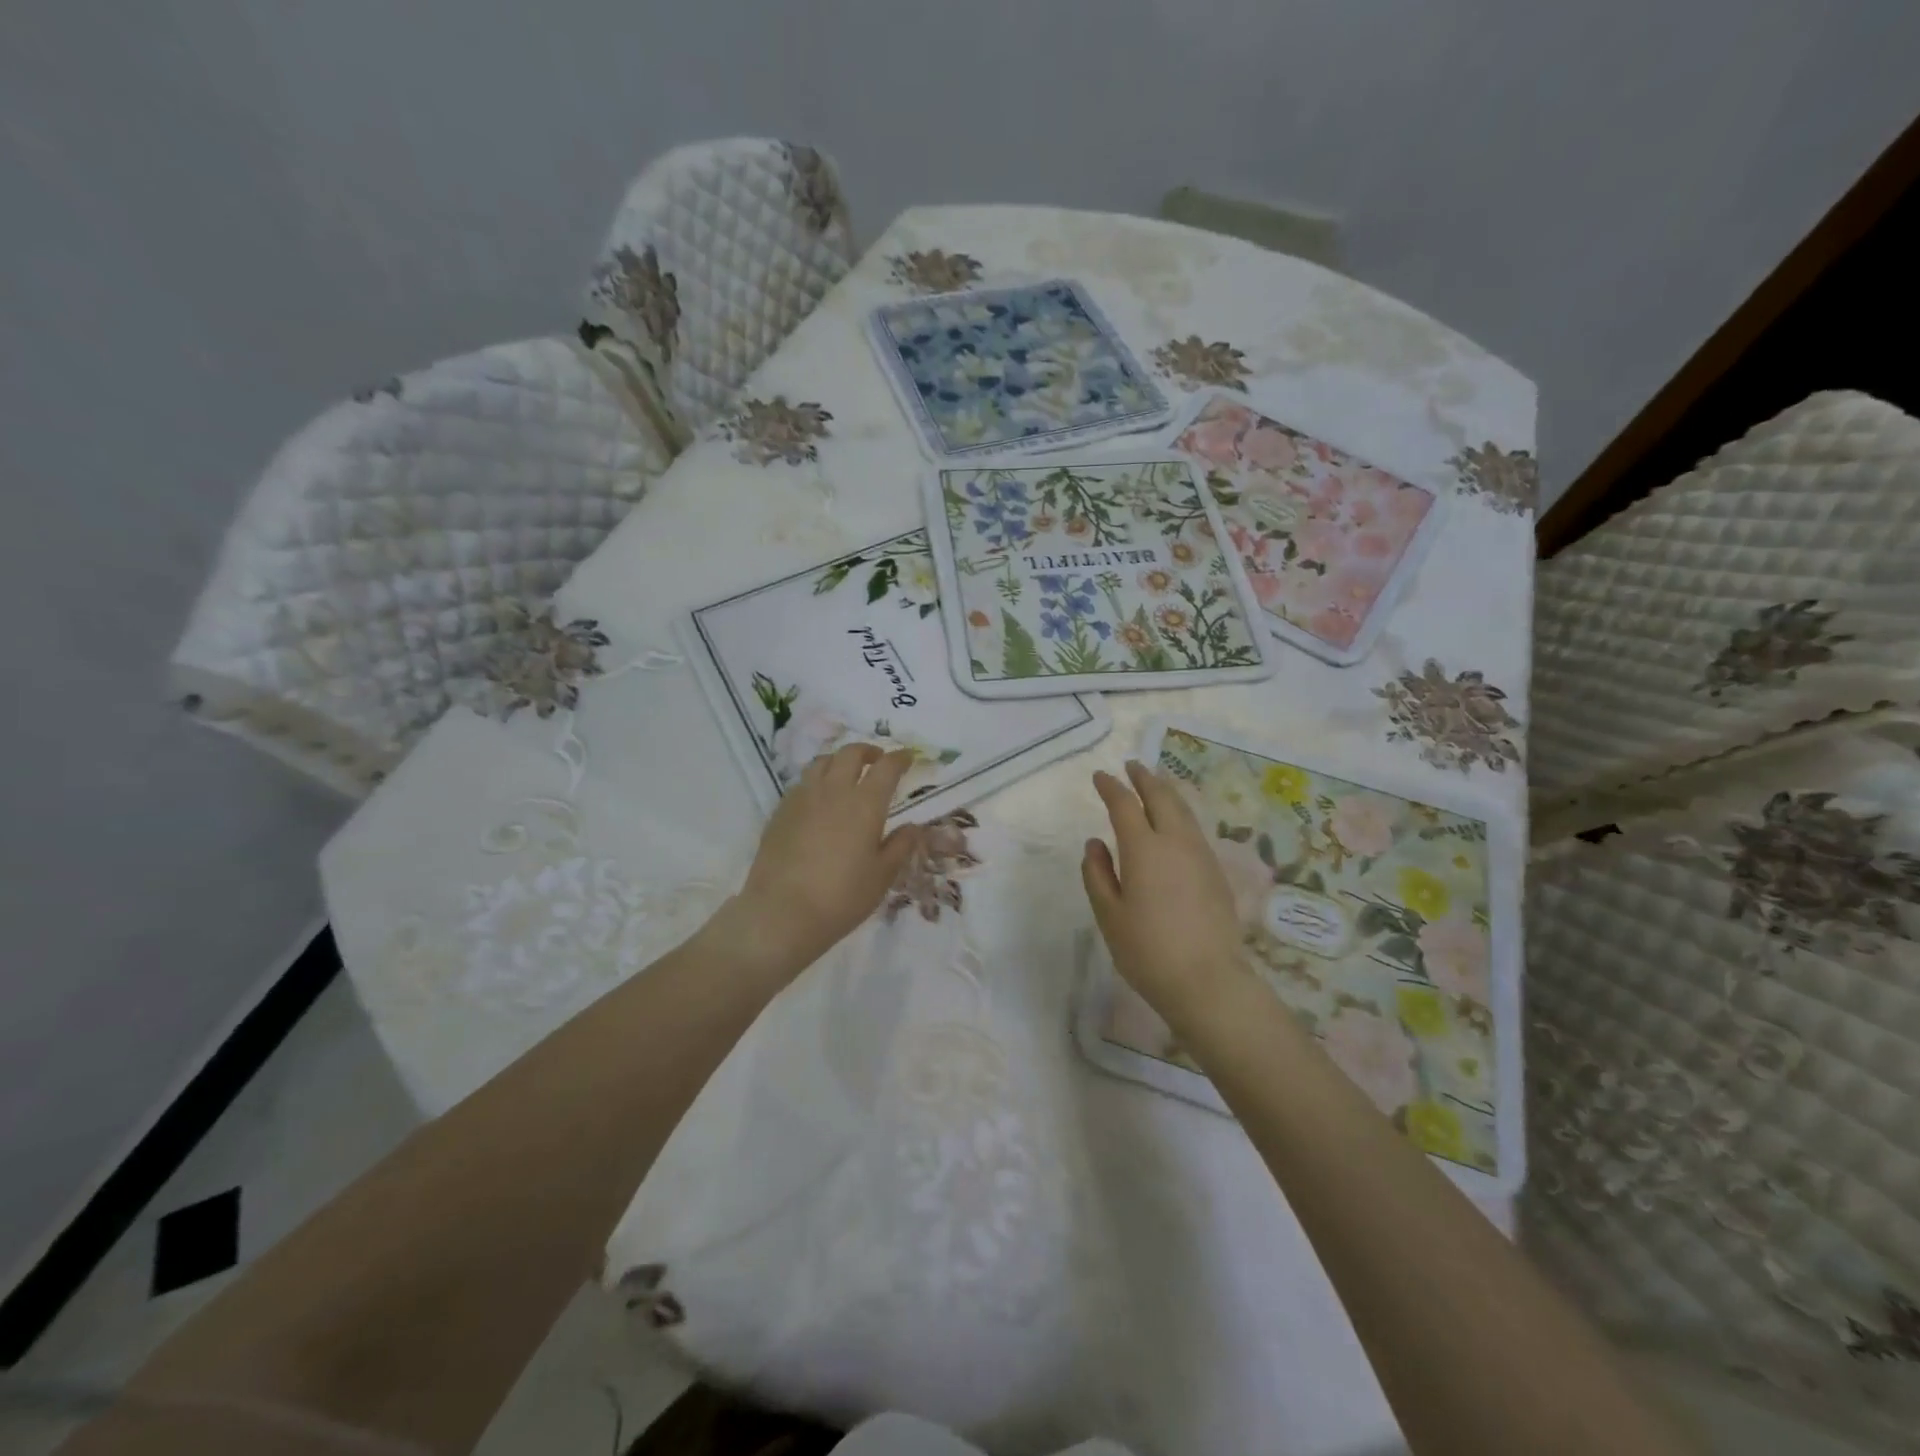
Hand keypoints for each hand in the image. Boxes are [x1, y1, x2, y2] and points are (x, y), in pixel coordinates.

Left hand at [725, 744, 920, 981]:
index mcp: (865, 803)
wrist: (782, 912)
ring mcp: (803, 798)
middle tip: (878, 760)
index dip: (900, 758)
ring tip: (847, 774)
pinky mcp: (780, 811)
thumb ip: (900, 846)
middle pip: (850, 754)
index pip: (886, 767)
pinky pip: (802, 783)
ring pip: (822, 762)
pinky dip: (817, 780)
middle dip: (868, 751)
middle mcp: (834, 790)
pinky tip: (820, 800)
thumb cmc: (841, 897)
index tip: (908, 757)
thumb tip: (914, 827)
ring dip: (839, 761)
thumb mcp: (882, 876)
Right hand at [1082, 760, 1249, 1024]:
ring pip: (1183, 810)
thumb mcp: (1109, 915)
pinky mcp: (1216, 871)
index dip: (1111, 787)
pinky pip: (1194, 828)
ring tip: (1154, 785)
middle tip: (1132, 766)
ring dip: (1166, 792)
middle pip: (1161, 797)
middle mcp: (1176, 842)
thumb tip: (1095, 843)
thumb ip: (1097, 874)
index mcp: (1144, 849)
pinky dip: (1180, 813)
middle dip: (1144, 778)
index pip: (1124, 805)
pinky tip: (1175, 823)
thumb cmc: (1147, 950)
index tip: (1100, 777)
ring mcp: (1201, 855)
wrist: (1208, 981)